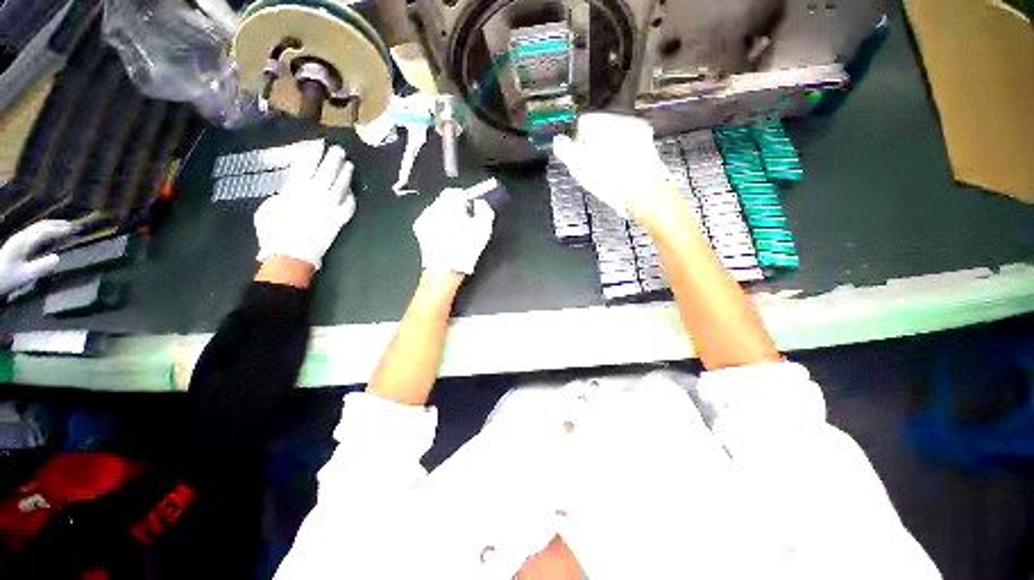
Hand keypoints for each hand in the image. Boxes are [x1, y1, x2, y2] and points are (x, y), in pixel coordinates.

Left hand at [0, 220, 74, 296]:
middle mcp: (22, 236)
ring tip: (65, 227)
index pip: (45, 231)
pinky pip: (34, 231)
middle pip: (41, 225)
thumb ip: (40, 267)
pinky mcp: (18, 242)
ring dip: (52, 225)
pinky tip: (50, 233)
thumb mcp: (25, 276)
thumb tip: (57, 258)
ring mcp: (19, 239)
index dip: (60, 229)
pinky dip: (45, 229)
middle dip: (57, 224)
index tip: (75, 229)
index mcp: (24, 242)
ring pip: (38, 227)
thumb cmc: (8, 278)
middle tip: (74, 225)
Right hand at [254, 144, 355, 268]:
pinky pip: (349, 206)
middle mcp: (316, 195)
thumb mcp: (270, 206)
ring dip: (346, 175)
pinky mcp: (340, 221)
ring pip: (341, 187)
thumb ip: (283, 195)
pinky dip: (351, 198)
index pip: (307, 166)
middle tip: (340, 150)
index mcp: (296, 189)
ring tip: (350, 165)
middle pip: (327, 173)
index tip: (320, 145)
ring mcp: (331, 208)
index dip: (314, 155)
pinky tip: (352, 193)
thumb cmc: (273, 231)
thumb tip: (291, 189)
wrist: (291, 253)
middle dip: (334, 160)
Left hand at [413, 188, 494, 274]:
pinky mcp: (420, 229)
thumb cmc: (465, 249)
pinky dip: (438, 224)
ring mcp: (424, 218)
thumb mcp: (484, 229)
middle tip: (466, 220)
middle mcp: (433, 208)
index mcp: (449, 205)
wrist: (445, 269)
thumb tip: (481, 203)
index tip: (471, 207)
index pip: (456, 191)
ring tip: (456, 230)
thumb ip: (485, 210)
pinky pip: (431, 219)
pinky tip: (445, 236)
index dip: (466, 198)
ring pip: (438, 209)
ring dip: (446, 215)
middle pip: (446, 199)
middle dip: (456, 207)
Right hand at [552, 113, 671, 218]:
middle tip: (591, 166)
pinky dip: (621, 157)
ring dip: (607, 151)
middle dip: (594, 145)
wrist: (646, 194)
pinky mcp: (647, 146)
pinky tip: (619, 173)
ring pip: (614, 138)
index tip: (578, 156)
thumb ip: (565, 150)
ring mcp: (638, 133)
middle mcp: (623, 122)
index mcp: (604, 124)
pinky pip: (628, 147)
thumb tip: (558, 141)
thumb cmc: (612, 182)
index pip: (583, 122)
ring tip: (606, 172)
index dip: (577, 141)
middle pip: (600, 130)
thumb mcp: (579, 167)